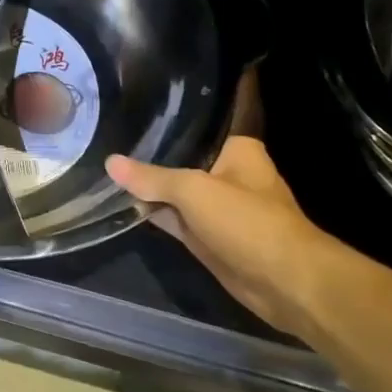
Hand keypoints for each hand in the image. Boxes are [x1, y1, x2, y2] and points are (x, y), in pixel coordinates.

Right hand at [106, 135, 332, 338]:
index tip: (134, 109)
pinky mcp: (210, 236)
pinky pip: (176, 218)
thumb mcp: (193, 191)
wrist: (284, 283)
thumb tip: (110, 161)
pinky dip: (156, 213)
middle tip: (111, 137)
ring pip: (177, 191)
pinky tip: (124, 202)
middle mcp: (230, 173)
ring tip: (107, 167)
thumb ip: (152, 177)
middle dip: (153, 154)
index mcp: (239, 150)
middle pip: (184, 158)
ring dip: (151, 187)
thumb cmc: (247, 221)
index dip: (168, 119)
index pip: (200, 125)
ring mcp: (219, 207)